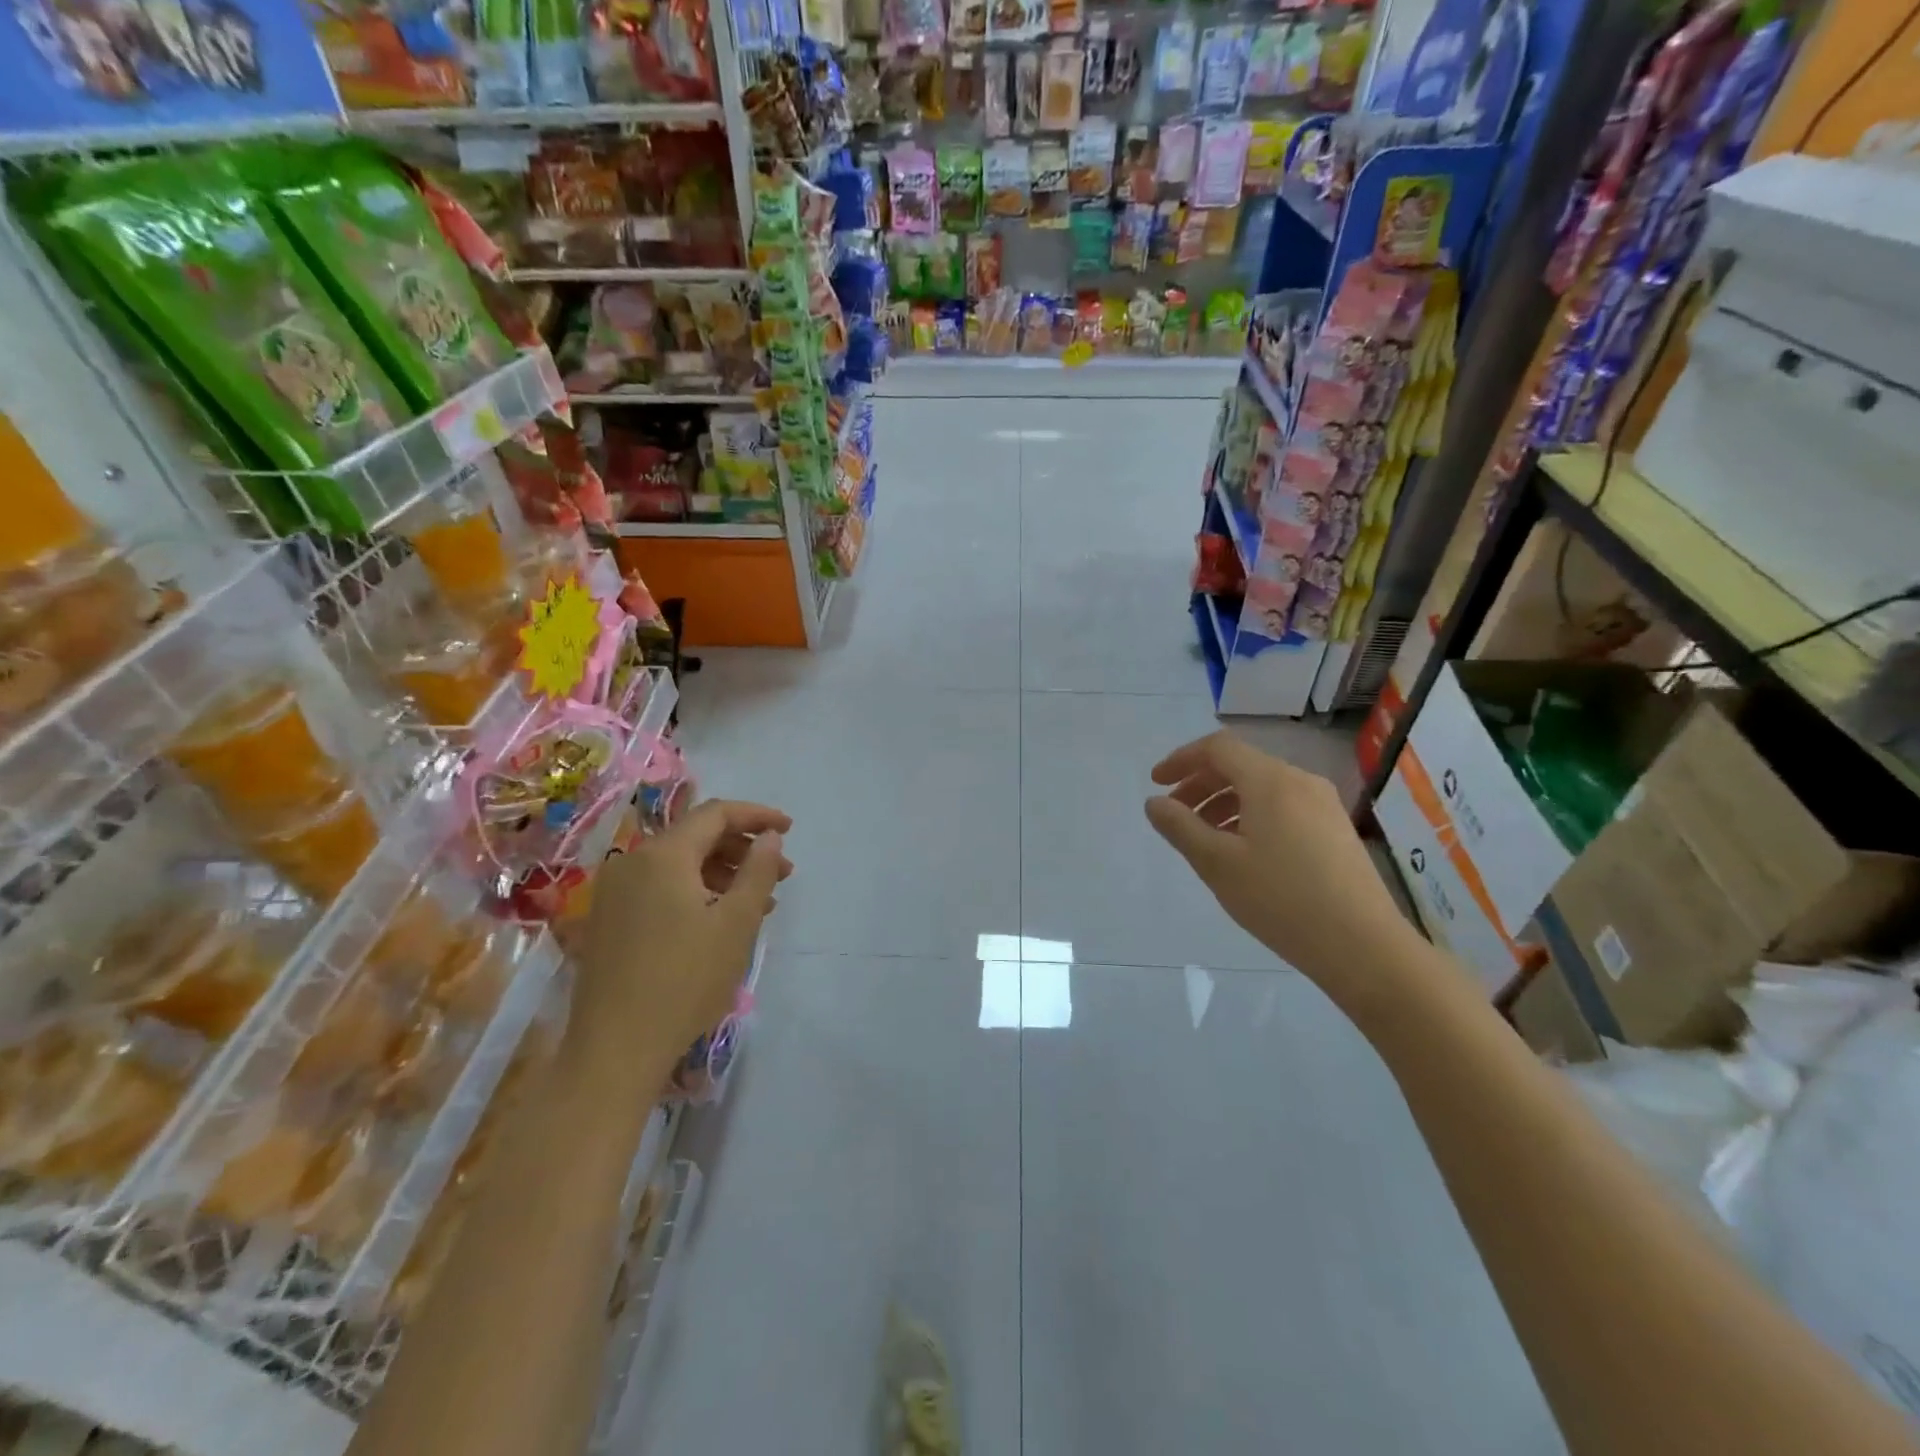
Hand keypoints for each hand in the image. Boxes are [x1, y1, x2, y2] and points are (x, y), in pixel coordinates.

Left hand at [573, 799, 791, 1058]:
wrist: (615, 1049)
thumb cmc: (685, 980)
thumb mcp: (736, 923)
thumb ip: (758, 870)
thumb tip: (769, 837)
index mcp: (662, 855)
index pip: (715, 814)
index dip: (757, 816)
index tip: (789, 829)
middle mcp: (632, 862)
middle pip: (696, 836)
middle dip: (743, 848)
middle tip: (782, 873)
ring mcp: (615, 892)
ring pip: (679, 864)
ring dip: (723, 872)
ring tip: (759, 901)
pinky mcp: (610, 920)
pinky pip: (661, 888)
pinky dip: (697, 892)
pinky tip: (721, 920)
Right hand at [1145, 732, 1419, 1001]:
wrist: (1364, 946)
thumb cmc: (1281, 900)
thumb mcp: (1217, 863)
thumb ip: (1180, 827)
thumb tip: (1154, 802)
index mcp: (1271, 781)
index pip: (1218, 748)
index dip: (1181, 759)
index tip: (1156, 783)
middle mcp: (1300, 781)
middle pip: (1240, 765)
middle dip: (1200, 784)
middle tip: (1174, 814)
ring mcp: (1323, 805)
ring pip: (1262, 788)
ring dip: (1224, 802)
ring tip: (1204, 838)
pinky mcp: (1335, 830)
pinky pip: (1282, 806)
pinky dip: (1251, 815)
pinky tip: (1243, 851)